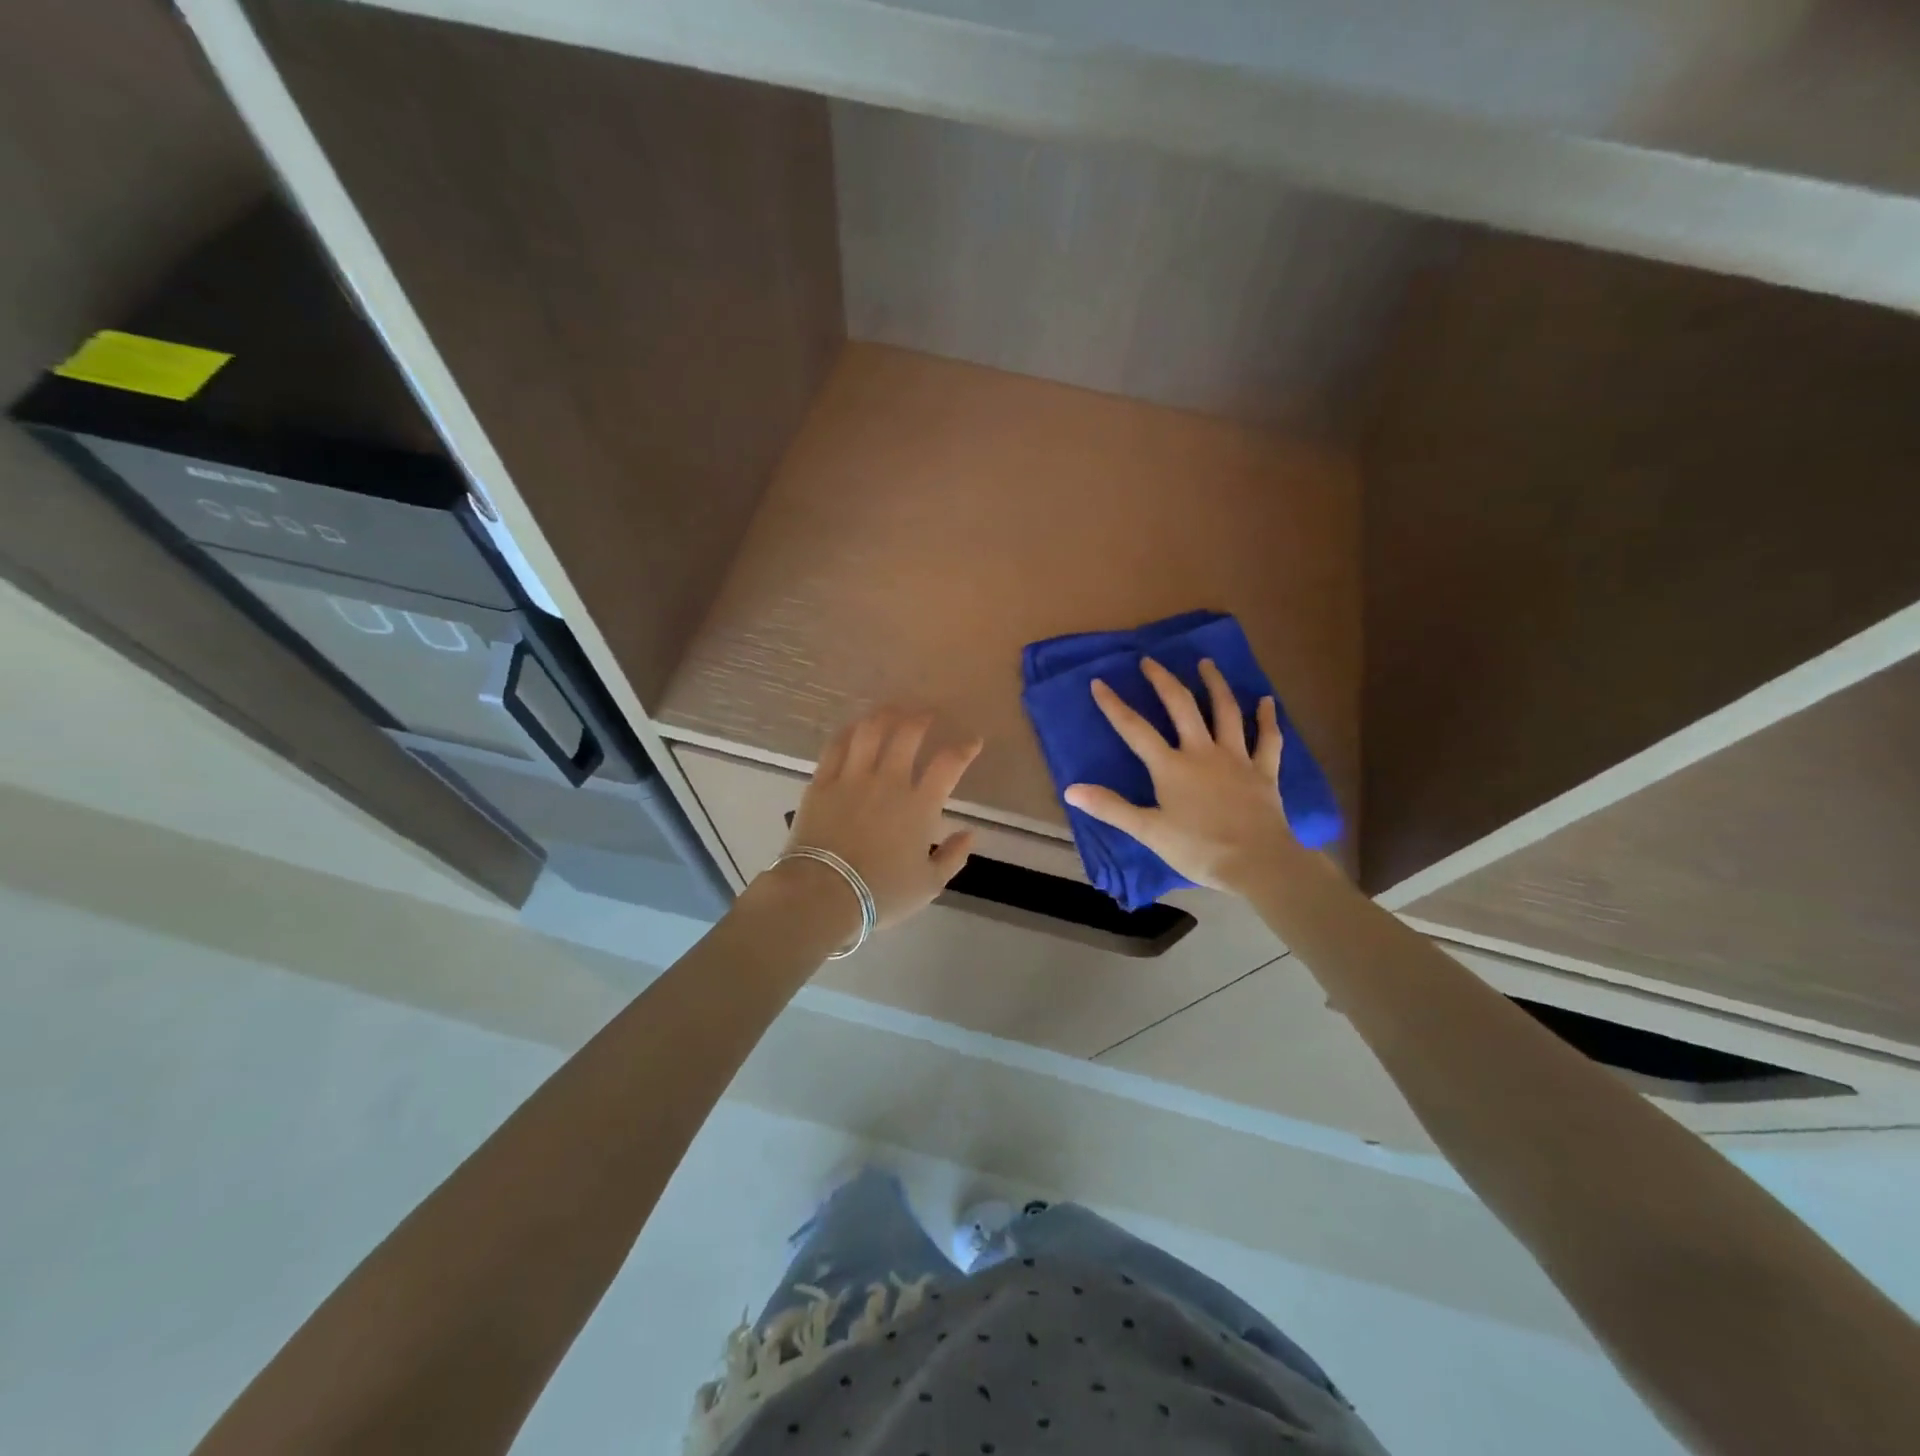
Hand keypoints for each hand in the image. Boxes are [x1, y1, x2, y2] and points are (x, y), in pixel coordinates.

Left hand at [781, 709, 980, 928]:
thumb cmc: (881, 893)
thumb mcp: (929, 884)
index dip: (965, 748)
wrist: (823, 894)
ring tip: (892, 711)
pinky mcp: (822, 782)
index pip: (949, 764)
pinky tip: (855, 728)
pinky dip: (849, 732)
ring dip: (884, 715)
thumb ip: (953, 856)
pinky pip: (836, 746)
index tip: (972, 741)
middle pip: (908, 734)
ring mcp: (852, 778)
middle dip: (921, 719)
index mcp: (920, 805)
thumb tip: (971, 833)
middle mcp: (889, 781)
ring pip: (870, 731)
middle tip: (926, 715)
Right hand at [1064, 658, 1298, 893]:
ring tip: (1206, 663)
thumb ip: (1110, 807)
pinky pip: (1268, 739)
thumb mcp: (1148, 831)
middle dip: (1163, 681)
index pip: (1136, 730)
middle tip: (1150, 661)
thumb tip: (1071, 789)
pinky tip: (1266, 701)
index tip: (1099, 682)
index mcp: (1172, 767)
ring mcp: (1236, 758)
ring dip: (1215, 685)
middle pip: (1181, 707)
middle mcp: (1202, 752)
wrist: (1258, 863)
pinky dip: (1267, 718)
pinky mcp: (1264, 771)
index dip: (1115, 706)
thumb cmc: (1199, 849)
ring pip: (1225, 712)